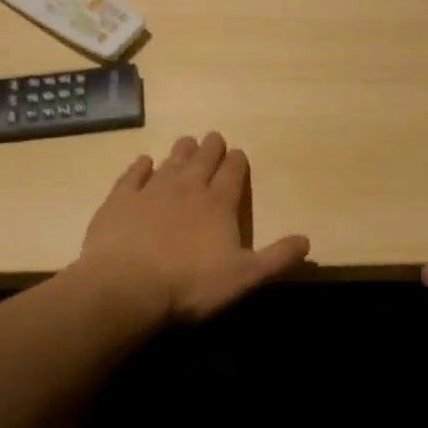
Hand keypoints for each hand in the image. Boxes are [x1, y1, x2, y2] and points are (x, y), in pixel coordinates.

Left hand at [78, 132, 309, 324]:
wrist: (124, 289)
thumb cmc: (190, 285)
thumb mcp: (245, 277)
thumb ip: (277, 257)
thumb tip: (307, 241)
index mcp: (220, 203)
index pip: (233, 172)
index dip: (238, 161)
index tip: (238, 154)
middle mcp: (188, 188)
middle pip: (203, 159)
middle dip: (211, 147)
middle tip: (214, 138)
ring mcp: (151, 191)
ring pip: (171, 161)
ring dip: (181, 151)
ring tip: (187, 141)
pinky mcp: (119, 201)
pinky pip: (132, 176)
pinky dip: (140, 166)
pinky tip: (143, 162)